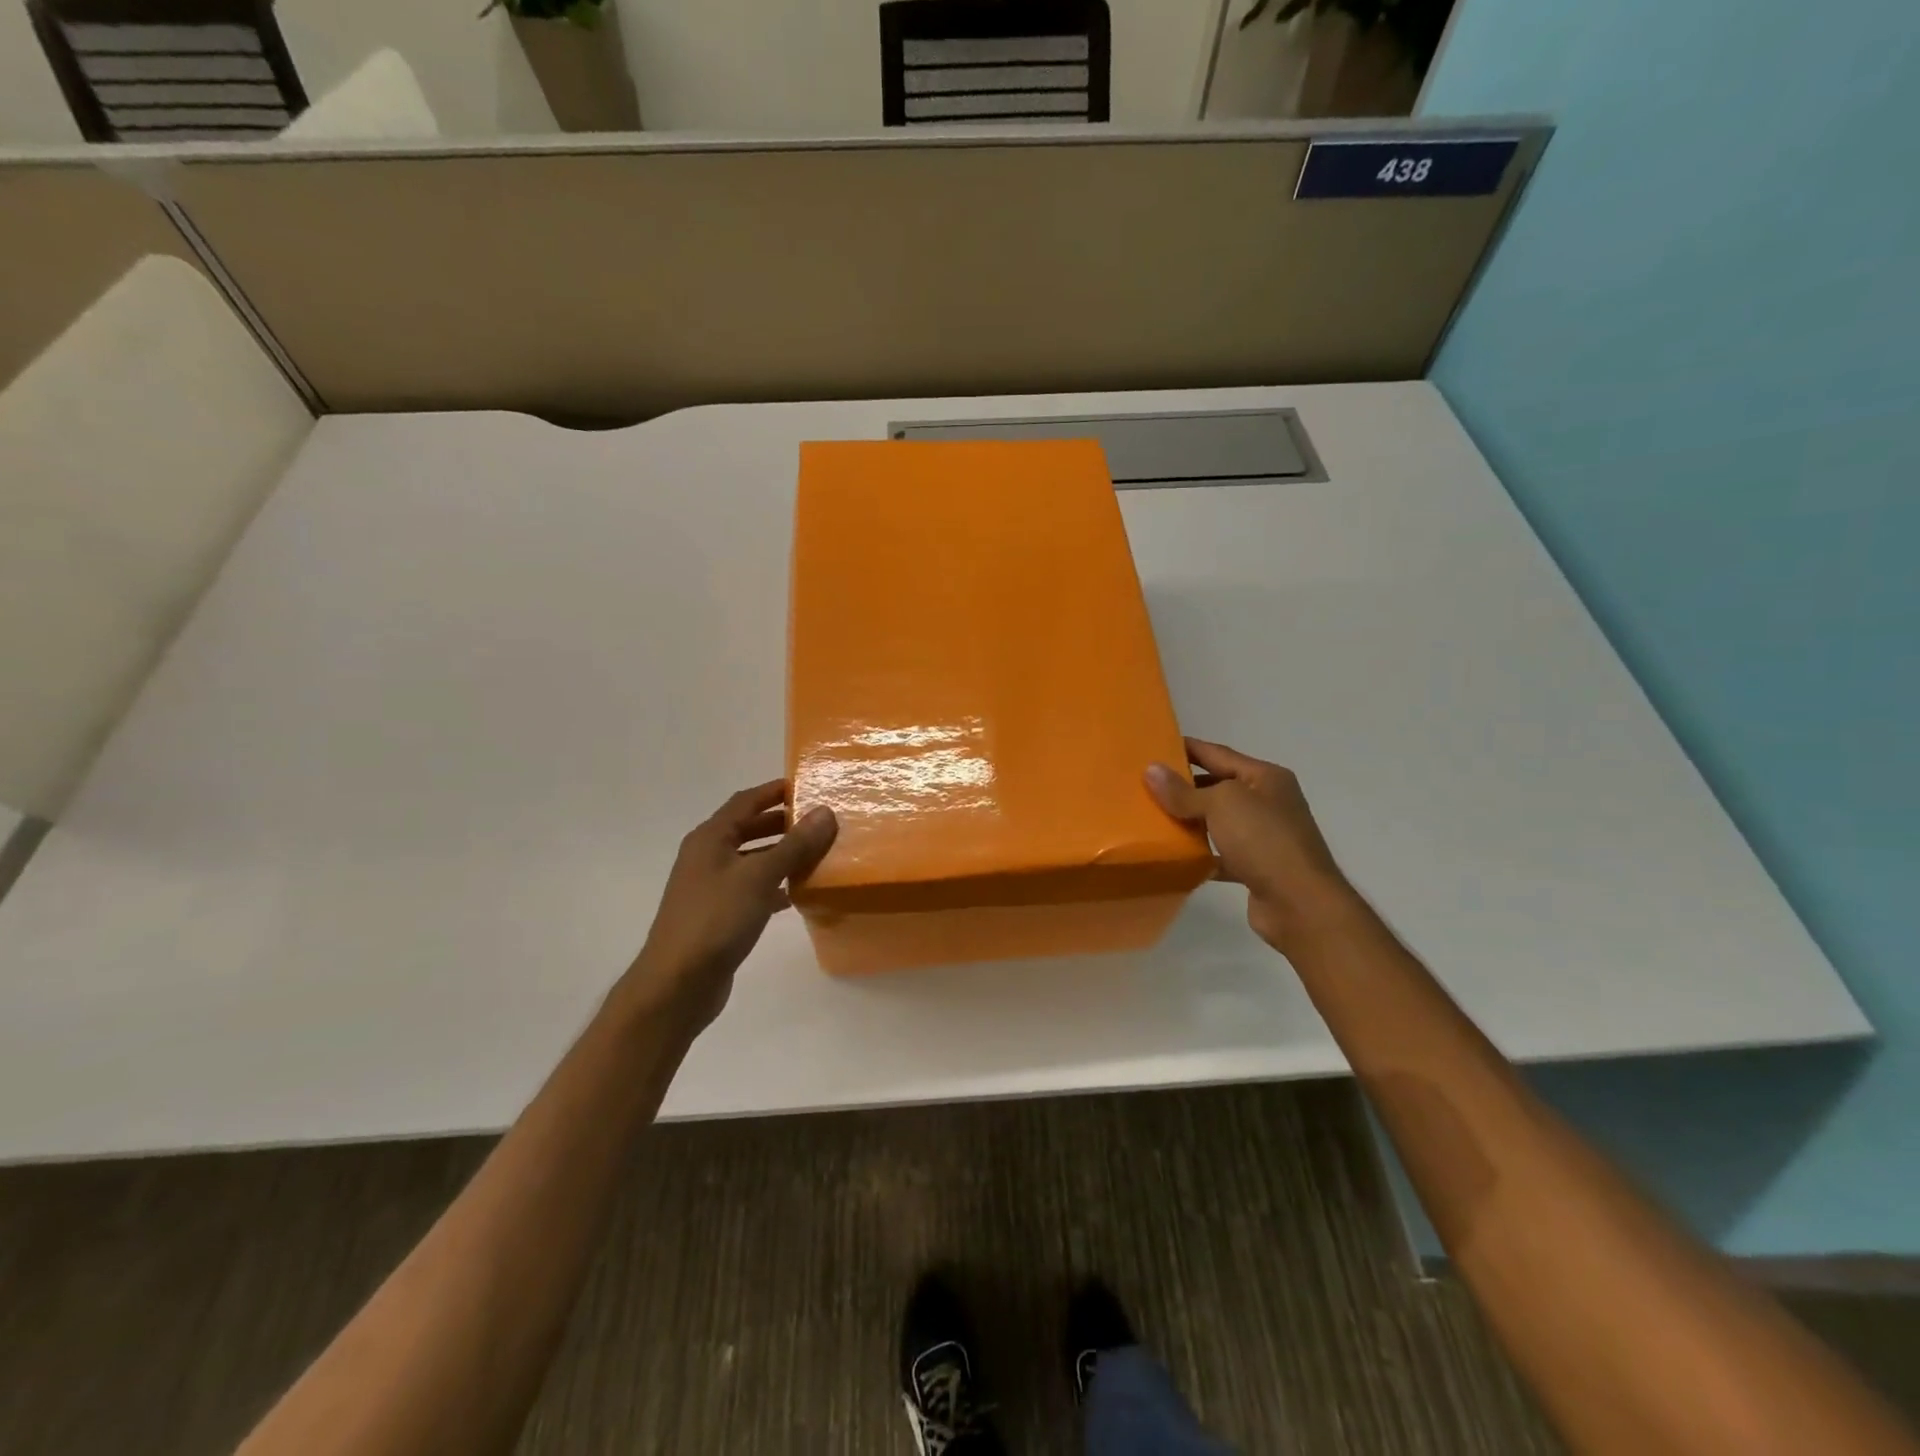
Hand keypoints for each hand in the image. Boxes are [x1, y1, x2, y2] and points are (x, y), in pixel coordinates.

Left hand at [625, 780, 837, 1030]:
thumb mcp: (759, 876)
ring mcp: (710, 887)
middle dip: (783, 823)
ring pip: (751, 859)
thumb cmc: (716, 919)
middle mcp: (707, 856)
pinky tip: (796, 894)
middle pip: (748, 828)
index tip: (808, 786)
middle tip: (820, 821)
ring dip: (781, 854)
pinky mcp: (718, 915)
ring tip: (817, 854)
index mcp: (710, 838)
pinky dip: (773, 885)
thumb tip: (825, 812)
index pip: (746, 801)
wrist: (677, 983)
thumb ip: (794, 845)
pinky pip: (751, 888)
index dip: (775, 791)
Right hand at [1145, 739, 1359, 953]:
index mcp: (1265, 777)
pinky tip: (1175, 855)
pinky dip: (1201, 854)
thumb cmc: (1264, 840)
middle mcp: (1268, 802)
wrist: (1300, 904)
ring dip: (1190, 820)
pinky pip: (1221, 853)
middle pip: (1218, 786)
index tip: (1153, 745)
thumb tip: (1151, 770)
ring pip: (1218, 821)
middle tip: (1145, 784)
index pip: (1218, 753)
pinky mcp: (1257, 867)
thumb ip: (1184, 791)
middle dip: (1184, 785)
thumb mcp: (1221, 804)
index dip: (1186, 748)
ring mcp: (1264, 836)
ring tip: (1153, 817)